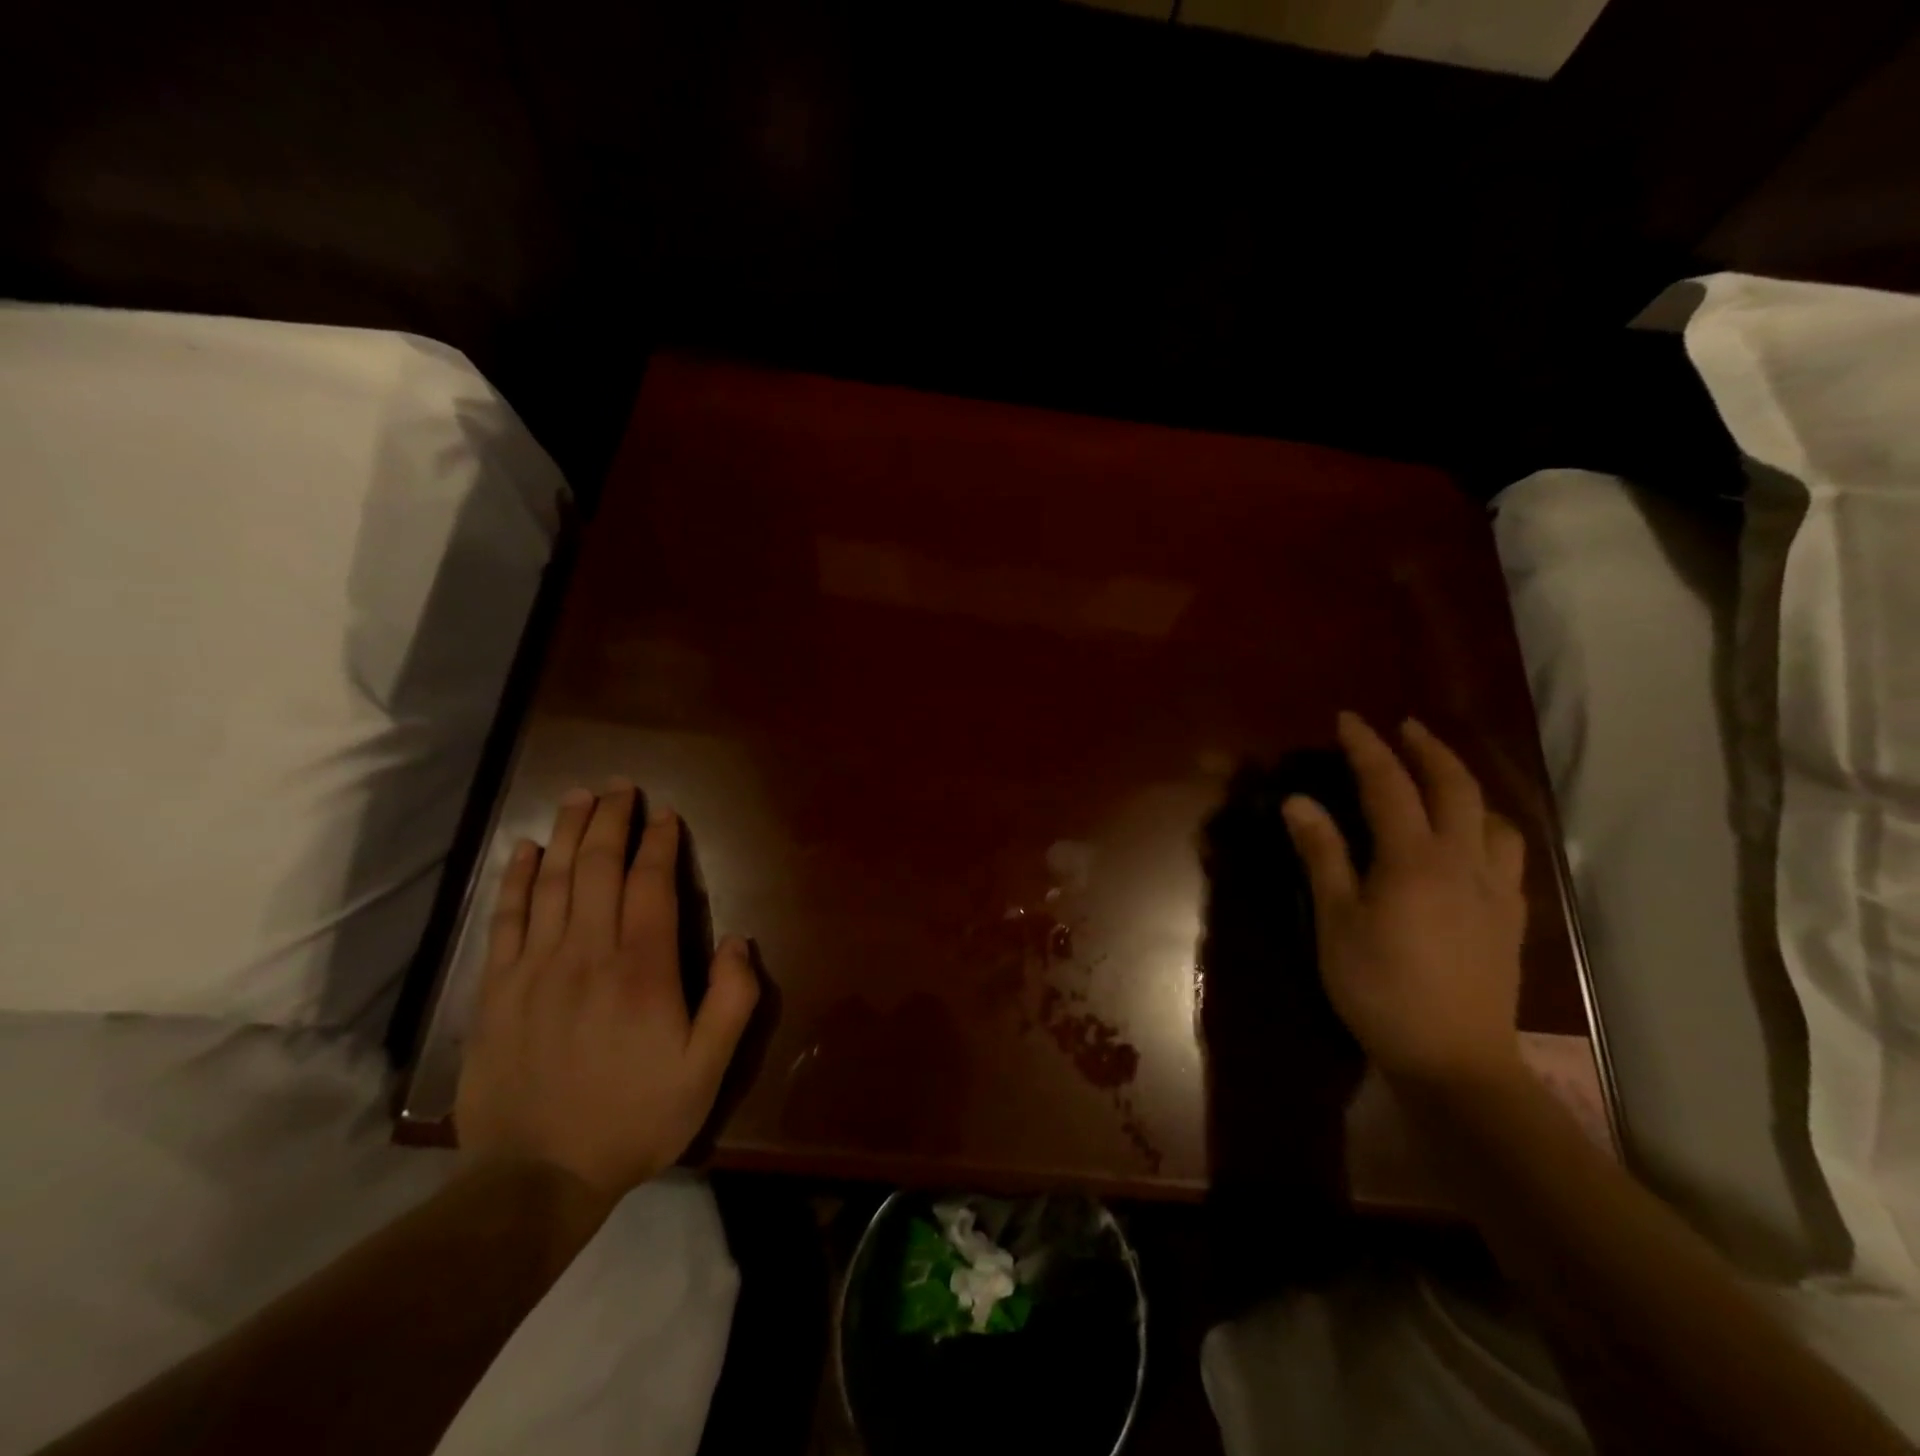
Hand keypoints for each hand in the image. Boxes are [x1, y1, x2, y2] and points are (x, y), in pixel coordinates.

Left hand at [455, 785, 759, 1198]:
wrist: (536, 1180)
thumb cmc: (635, 1118)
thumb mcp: (707, 1070)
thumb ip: (732, 1000)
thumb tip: (738, 939)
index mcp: (642, 969)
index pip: (651, 884)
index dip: (659, 843)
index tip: (665, 814)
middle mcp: (587, 953)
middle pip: (599, 868)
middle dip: (611, 820)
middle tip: (619, 786)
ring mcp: (535, 968)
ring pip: (554, 882)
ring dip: (569, 833)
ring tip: (579, 798)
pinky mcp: (497, 990)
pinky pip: (506, 919)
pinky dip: (517, 879)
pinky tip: (526, 850)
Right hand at [1281, 713, 1527, 1089]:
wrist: (1455, 1060)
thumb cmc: (1380, 988)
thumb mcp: (1336, 921)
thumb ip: (1323, 855)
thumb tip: (1299, 801)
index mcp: (1414, 859)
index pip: (1390, 785)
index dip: (1367, 747)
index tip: (1348, 719)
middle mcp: (1463, 861)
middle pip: (1455, 787)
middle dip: (1428, 750)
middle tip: (1404, 728)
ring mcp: (1496, 889)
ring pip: (1493, 818)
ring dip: (1466, 786)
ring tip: (1441, 781)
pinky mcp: (1511, 917)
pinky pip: (1507, 854)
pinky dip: (1487, 828)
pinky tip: (1471, 841)